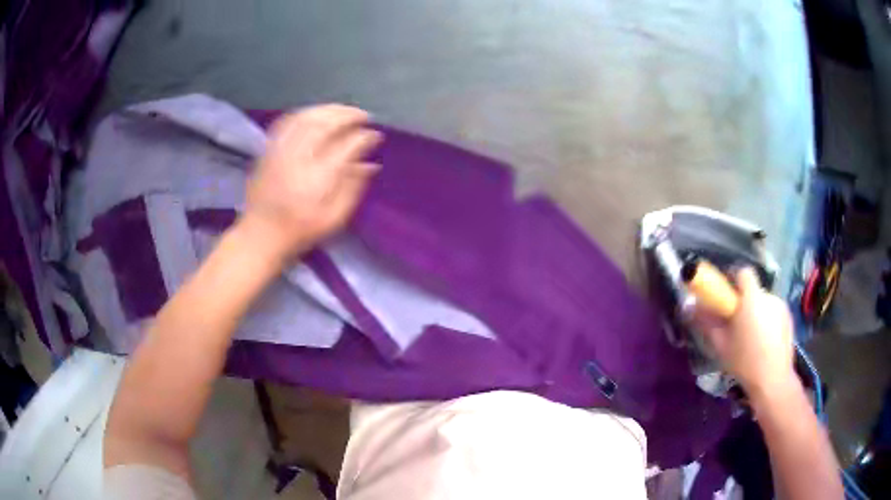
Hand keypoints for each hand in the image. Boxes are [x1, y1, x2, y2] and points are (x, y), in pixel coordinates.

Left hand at [242, 104, 381, 258]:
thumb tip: (371, 164)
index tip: (376, 135)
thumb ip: (353, 188)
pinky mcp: (268, 150)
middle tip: (363, 115)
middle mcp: (298, 158)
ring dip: (328, 109)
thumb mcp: (333, 219)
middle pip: (325, 123)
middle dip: (347, 115)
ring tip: (343, 111)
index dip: (364, 137)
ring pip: (306, 117)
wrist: (260, 236)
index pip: (346, 146)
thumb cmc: (299, 232)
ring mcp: (280, 151)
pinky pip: (287, 121)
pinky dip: (305, 113)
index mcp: (318, 178)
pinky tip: (315, 114)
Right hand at [692, 268, 796, 396]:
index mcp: (752, 298)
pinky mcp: (789, 318)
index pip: (743, 272)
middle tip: (736, 324)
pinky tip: (764, 343)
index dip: (734, 279)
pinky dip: (768, 321)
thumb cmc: (744, 362)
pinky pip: (774, 312)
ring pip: (764, 302)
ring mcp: (782, 307)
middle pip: (753, 289)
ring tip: (751, 337)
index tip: (727, 296)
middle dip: (744, 301)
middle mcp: (769, 296)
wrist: (772, 380)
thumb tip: (690, 307)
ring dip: (756, 312)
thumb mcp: (721, 344)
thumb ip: (707, 322)